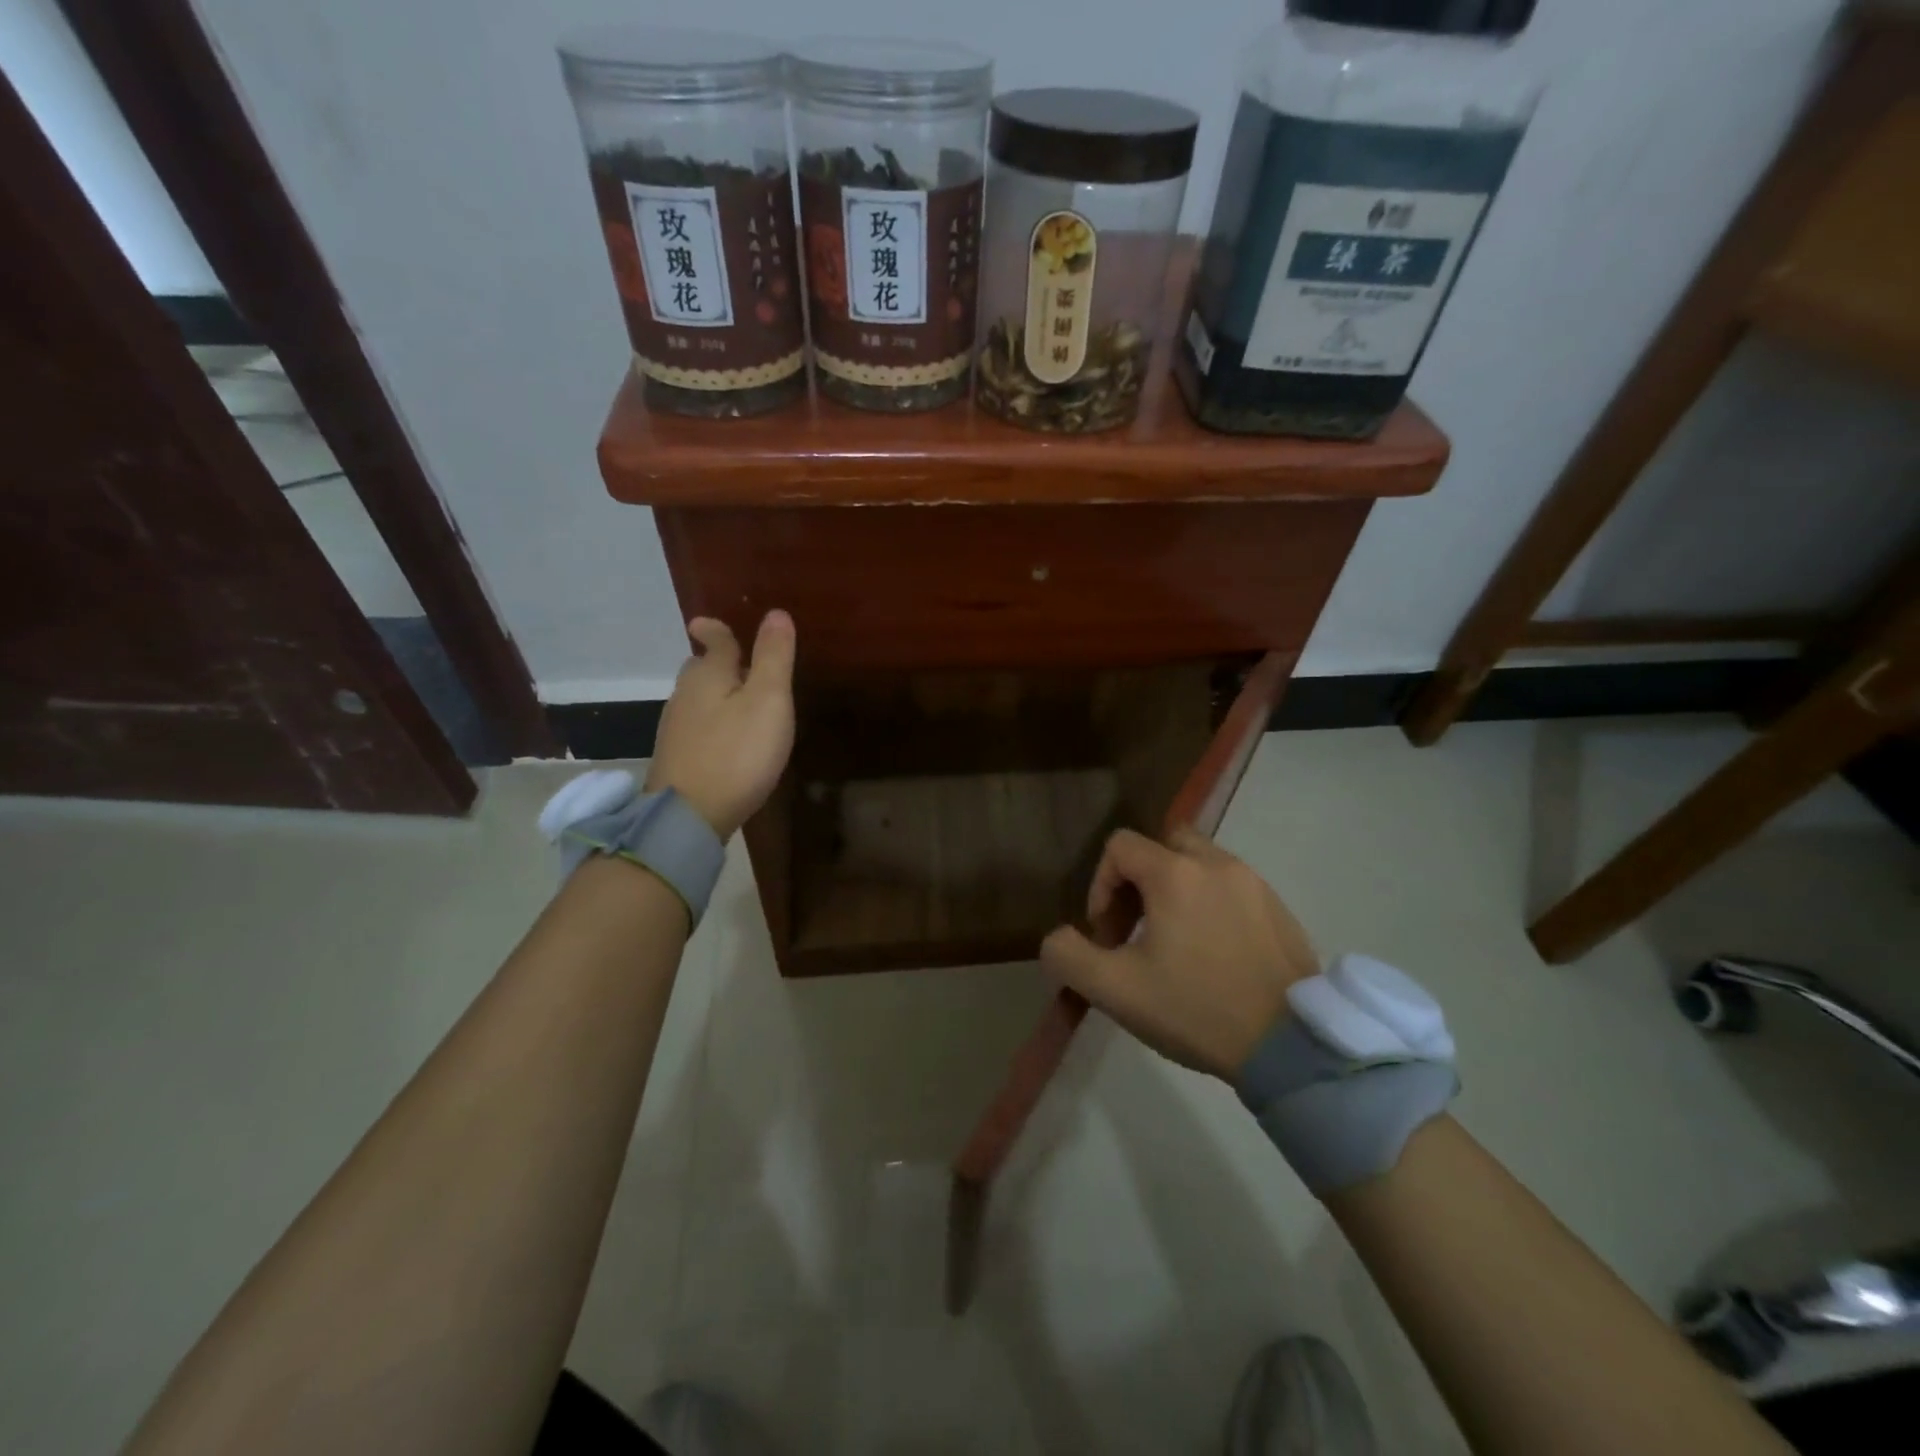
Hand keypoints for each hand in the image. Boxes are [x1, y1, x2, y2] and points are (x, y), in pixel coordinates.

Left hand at [644, 612, 795, 839]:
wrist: (689, 815)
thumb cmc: (737, 752)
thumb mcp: (768, 700)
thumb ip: (773, 657)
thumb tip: (776, 612)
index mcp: (708, 674)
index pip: (713, 641)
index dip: (715, 629)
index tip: (705, 622)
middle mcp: (685, 695)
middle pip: (699, 669)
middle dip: (715, 662)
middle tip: (739, 664)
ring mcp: (676, 729)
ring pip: (696, 699)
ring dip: (715, 695)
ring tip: (740, 702)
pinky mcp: (676, 758)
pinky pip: (696, 727)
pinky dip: (711, 723)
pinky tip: (726, 740)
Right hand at [1041, 828, 1317, 1079]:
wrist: (1291, 1046)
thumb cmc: (1197, 1009)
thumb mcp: (1115, 990)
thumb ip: (1068, 956)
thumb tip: (1057, 938)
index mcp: (1175, 874)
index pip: (1120, 846)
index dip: (1101, 885)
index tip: (1108, 934)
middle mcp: (1216, 864)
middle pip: (1163, 843)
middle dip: (1140, 879)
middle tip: (1138, 928)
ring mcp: (1254, 883)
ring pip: (1200, 862)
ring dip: (1176, 890)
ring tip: (1176, 943)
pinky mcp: (1280, 908)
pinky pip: (1232, 886)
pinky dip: (1212, 904)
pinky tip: (1215, 954)